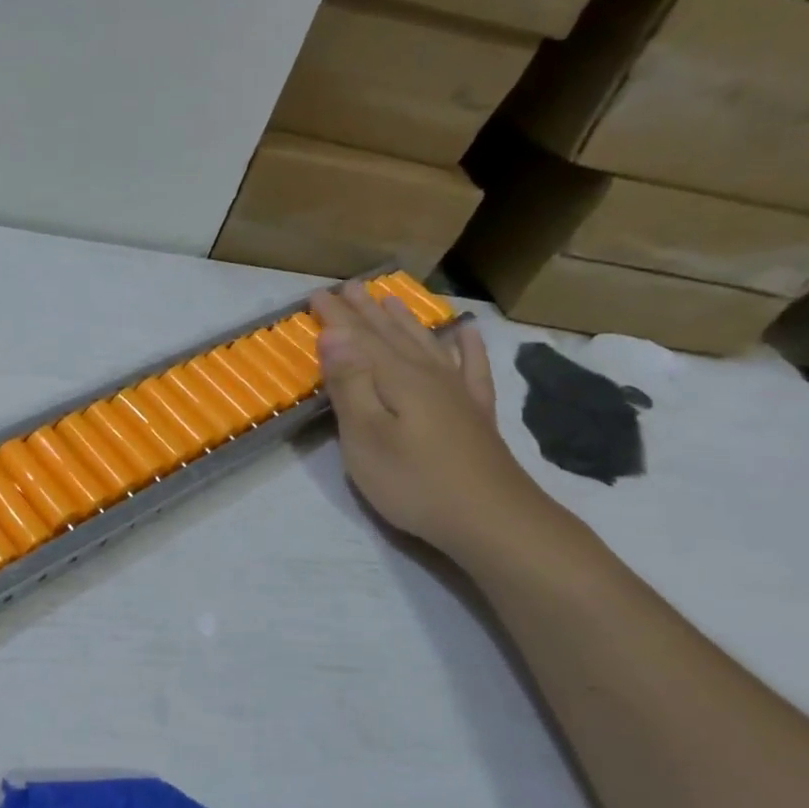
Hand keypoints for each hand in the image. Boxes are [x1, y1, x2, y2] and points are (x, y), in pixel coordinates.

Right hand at [311, 285, 550, 559]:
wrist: (492, 520)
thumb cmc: (414, 482)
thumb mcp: (366, 437)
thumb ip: (350, 384)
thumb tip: (334, 333)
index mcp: (397, 379)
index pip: (358, 339)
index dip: (336, 317)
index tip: (316, 295)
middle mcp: (428, 376)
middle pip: (392, 336)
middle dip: (366, 312)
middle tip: (349, 287)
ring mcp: (457, 394)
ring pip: (426, 345)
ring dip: (406, 321)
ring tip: (392, 299)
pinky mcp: (476, 415)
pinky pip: (471, 368)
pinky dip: (467, 347)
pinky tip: (466, 332)